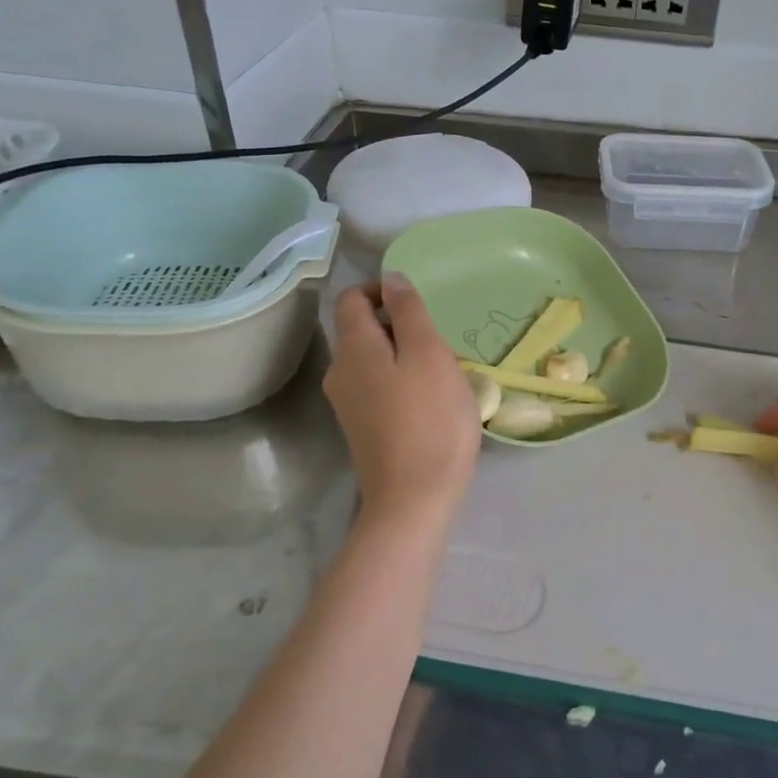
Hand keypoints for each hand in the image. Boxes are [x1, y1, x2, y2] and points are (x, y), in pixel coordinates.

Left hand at [324, 275, 480, 522]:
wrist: (413, 498)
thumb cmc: (430, 420)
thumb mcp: (429, 354)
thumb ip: (409, 311)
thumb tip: (391, 278)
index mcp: (353, 347)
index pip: (351, 298)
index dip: (380, 290)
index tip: (417, 304)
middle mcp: (340, 371)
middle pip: (359, 330)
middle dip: (397, 325)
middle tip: (437, 341)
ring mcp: (347, 404)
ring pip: (370, 360)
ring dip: (401, 355)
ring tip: (438, 371)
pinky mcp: (360, 429)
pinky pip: (376, 388)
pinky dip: (398, 381)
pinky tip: (427, 401)